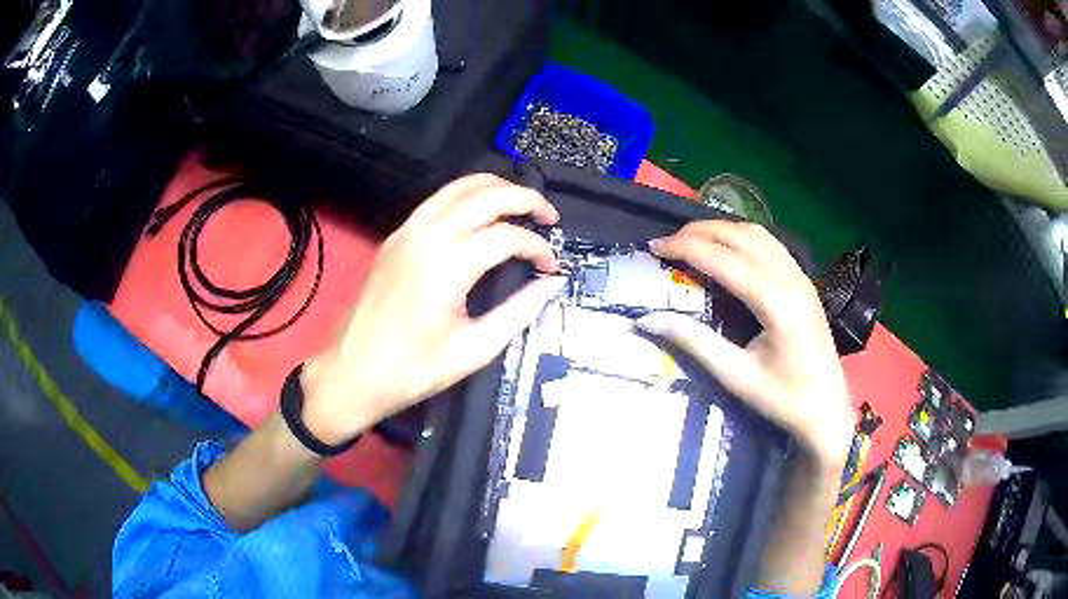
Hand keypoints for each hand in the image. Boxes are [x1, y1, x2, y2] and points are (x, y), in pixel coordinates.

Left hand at [300, 174, 566, 444]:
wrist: (351, 373)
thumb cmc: (412, 370)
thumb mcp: (474, 349)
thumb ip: (519, 311)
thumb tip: (552, 284)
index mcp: (448, 264)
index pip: (508, 236)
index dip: (538, 248)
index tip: (552, 267)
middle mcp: (427, 235)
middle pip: (486, 195)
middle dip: (525, 199)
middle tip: (549, 216)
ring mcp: (406, 232)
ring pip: (458, 187)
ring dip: (495, 187)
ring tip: (521, 202)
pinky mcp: (394, 238)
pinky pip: (436, 201)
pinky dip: (465, 195)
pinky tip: (479, 212)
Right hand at [636, 221, 853, 470]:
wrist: (827, 409)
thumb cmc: (784, 399)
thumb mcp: (737, 377)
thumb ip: (695, 342)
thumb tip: (648, 319)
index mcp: (776, 303)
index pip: (723, 259)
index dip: (685, 248)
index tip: (654, 247)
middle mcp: (790, 279)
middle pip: (740, 236)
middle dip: (699, 232)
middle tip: (667, 243)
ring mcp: (801, 276)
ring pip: (757, 233)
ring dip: (721, 229)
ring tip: (691, 240)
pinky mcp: (804, 281)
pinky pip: (770, 243)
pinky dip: (741, 236)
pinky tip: (727, 248)